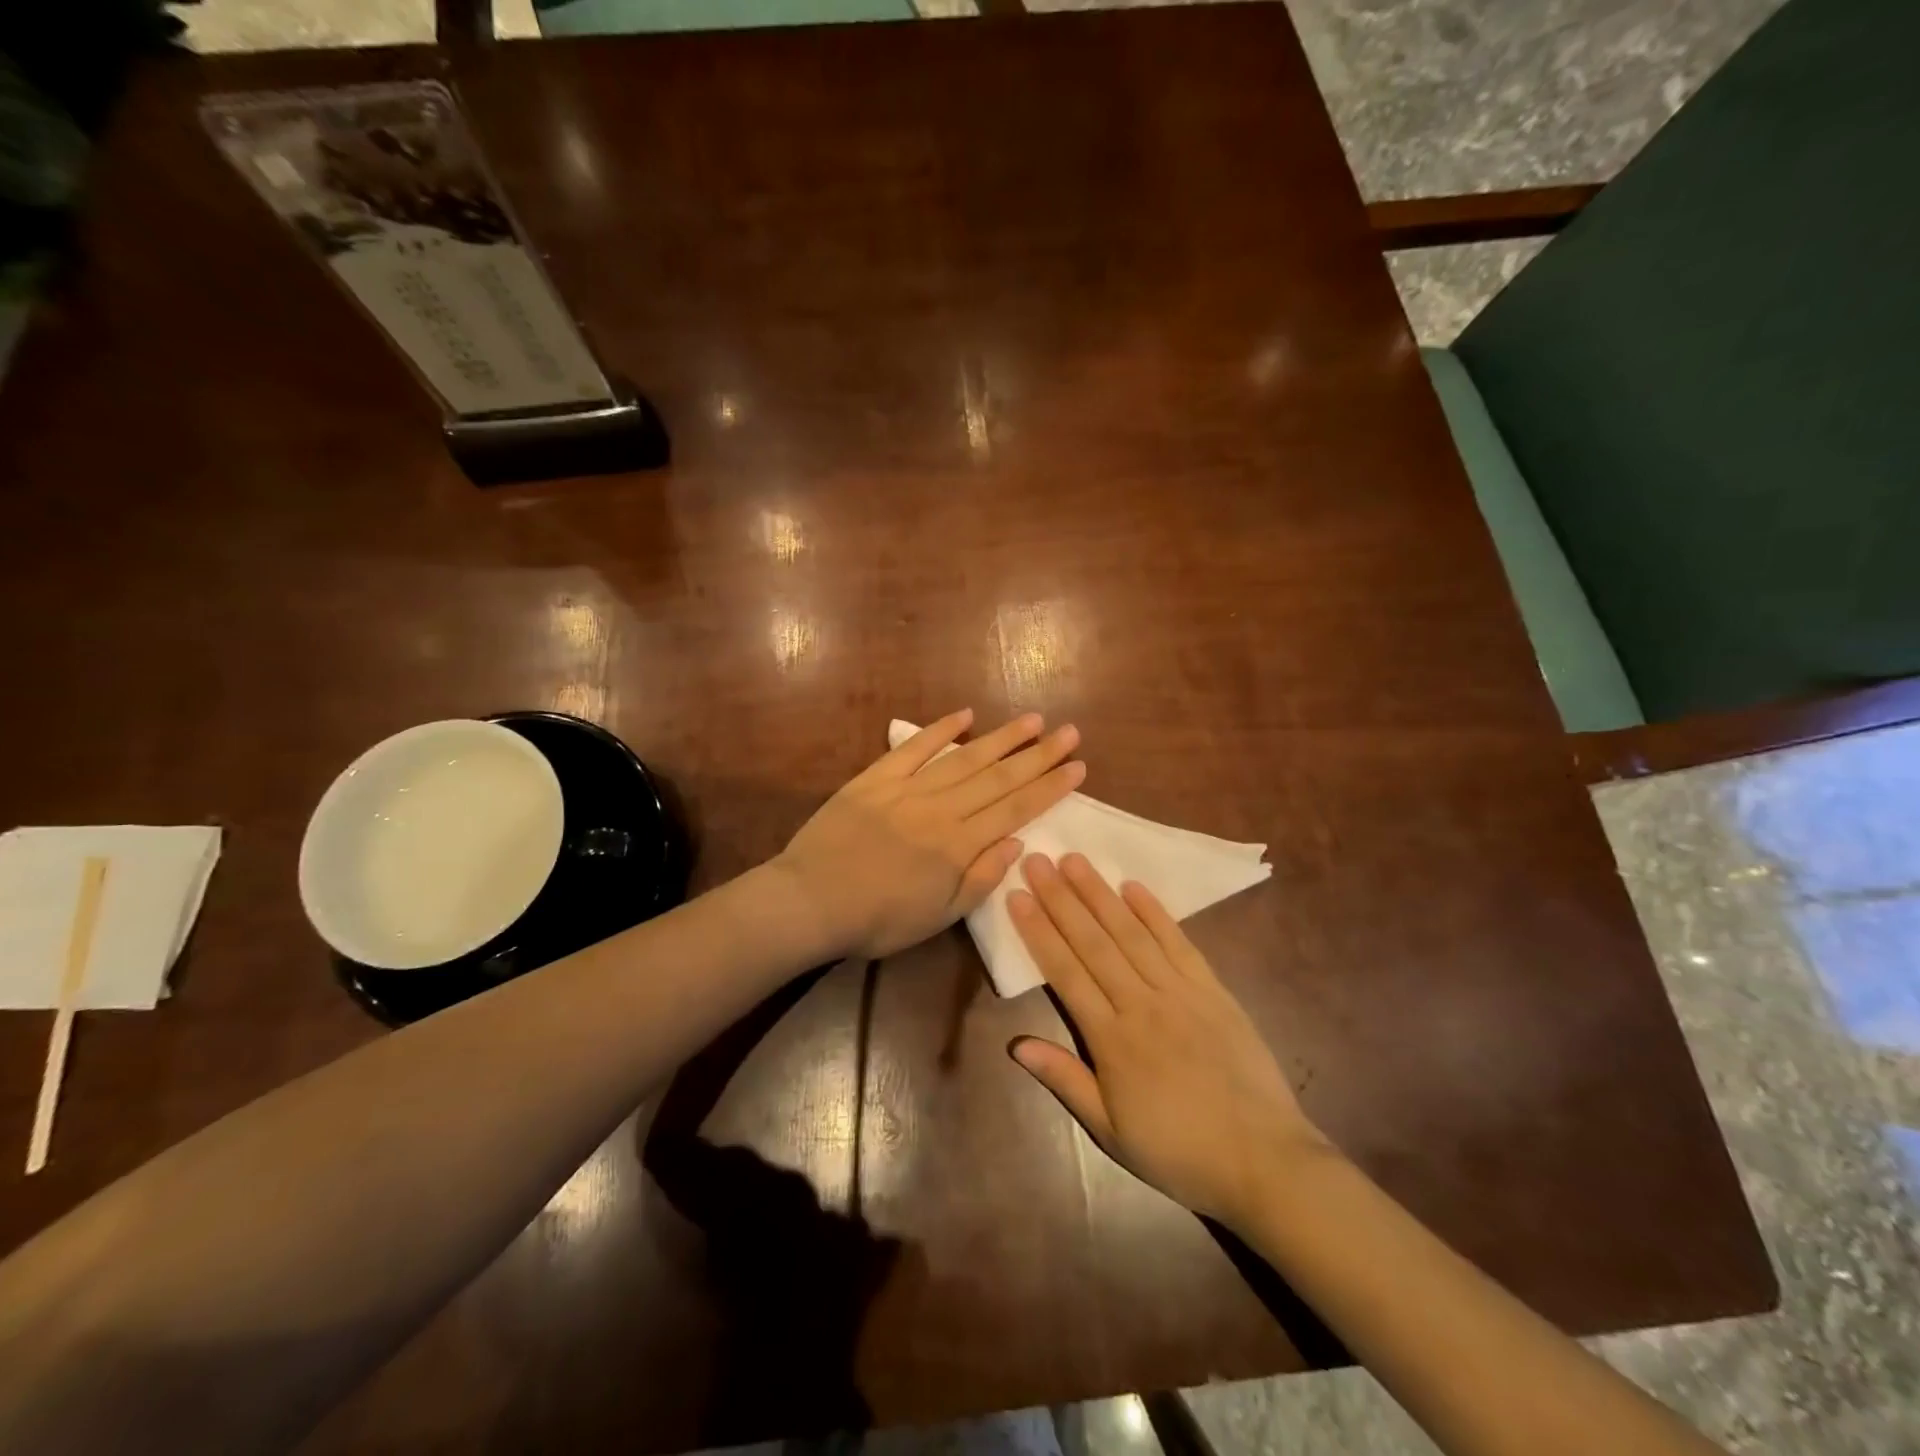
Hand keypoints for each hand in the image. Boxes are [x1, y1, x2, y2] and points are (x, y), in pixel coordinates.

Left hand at [775, 710, 1084, 959]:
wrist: (811, 901)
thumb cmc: (877, 919)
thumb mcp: (938, 917)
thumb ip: (980, 879)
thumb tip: (1017, 843)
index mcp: (958, 845)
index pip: (1015, 808)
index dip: (1050, 787)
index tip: (1078, 766)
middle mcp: (940, 809)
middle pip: (998, 777)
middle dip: (1038, 755)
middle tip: (1069, 732)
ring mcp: (907, 789)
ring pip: (964, 758)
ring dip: (1001, 738)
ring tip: (1032, 721)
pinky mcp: (875, 778)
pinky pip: (912, 748)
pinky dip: (939, 730)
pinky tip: (965, 715)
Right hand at [1007, 853, 1333, 1228]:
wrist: (1263, 1160)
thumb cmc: (1178, 1152)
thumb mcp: (1110, 1131)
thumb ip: (1065, 1080)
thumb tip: (1016, 1044)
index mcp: (1112, 1039)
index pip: (1065, 972)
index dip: (1038, 931)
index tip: (1018, 895)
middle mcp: (1142, 1003)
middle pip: (1093, 942)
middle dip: (1061, 898)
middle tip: (1038, 859)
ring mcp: (1180, 992)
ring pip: (1132, 933)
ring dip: (1100, 894)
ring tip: (1076, 860)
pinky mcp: (1213, 990)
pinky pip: (1179, 943)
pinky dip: (1155, 913)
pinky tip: (1133, 887)